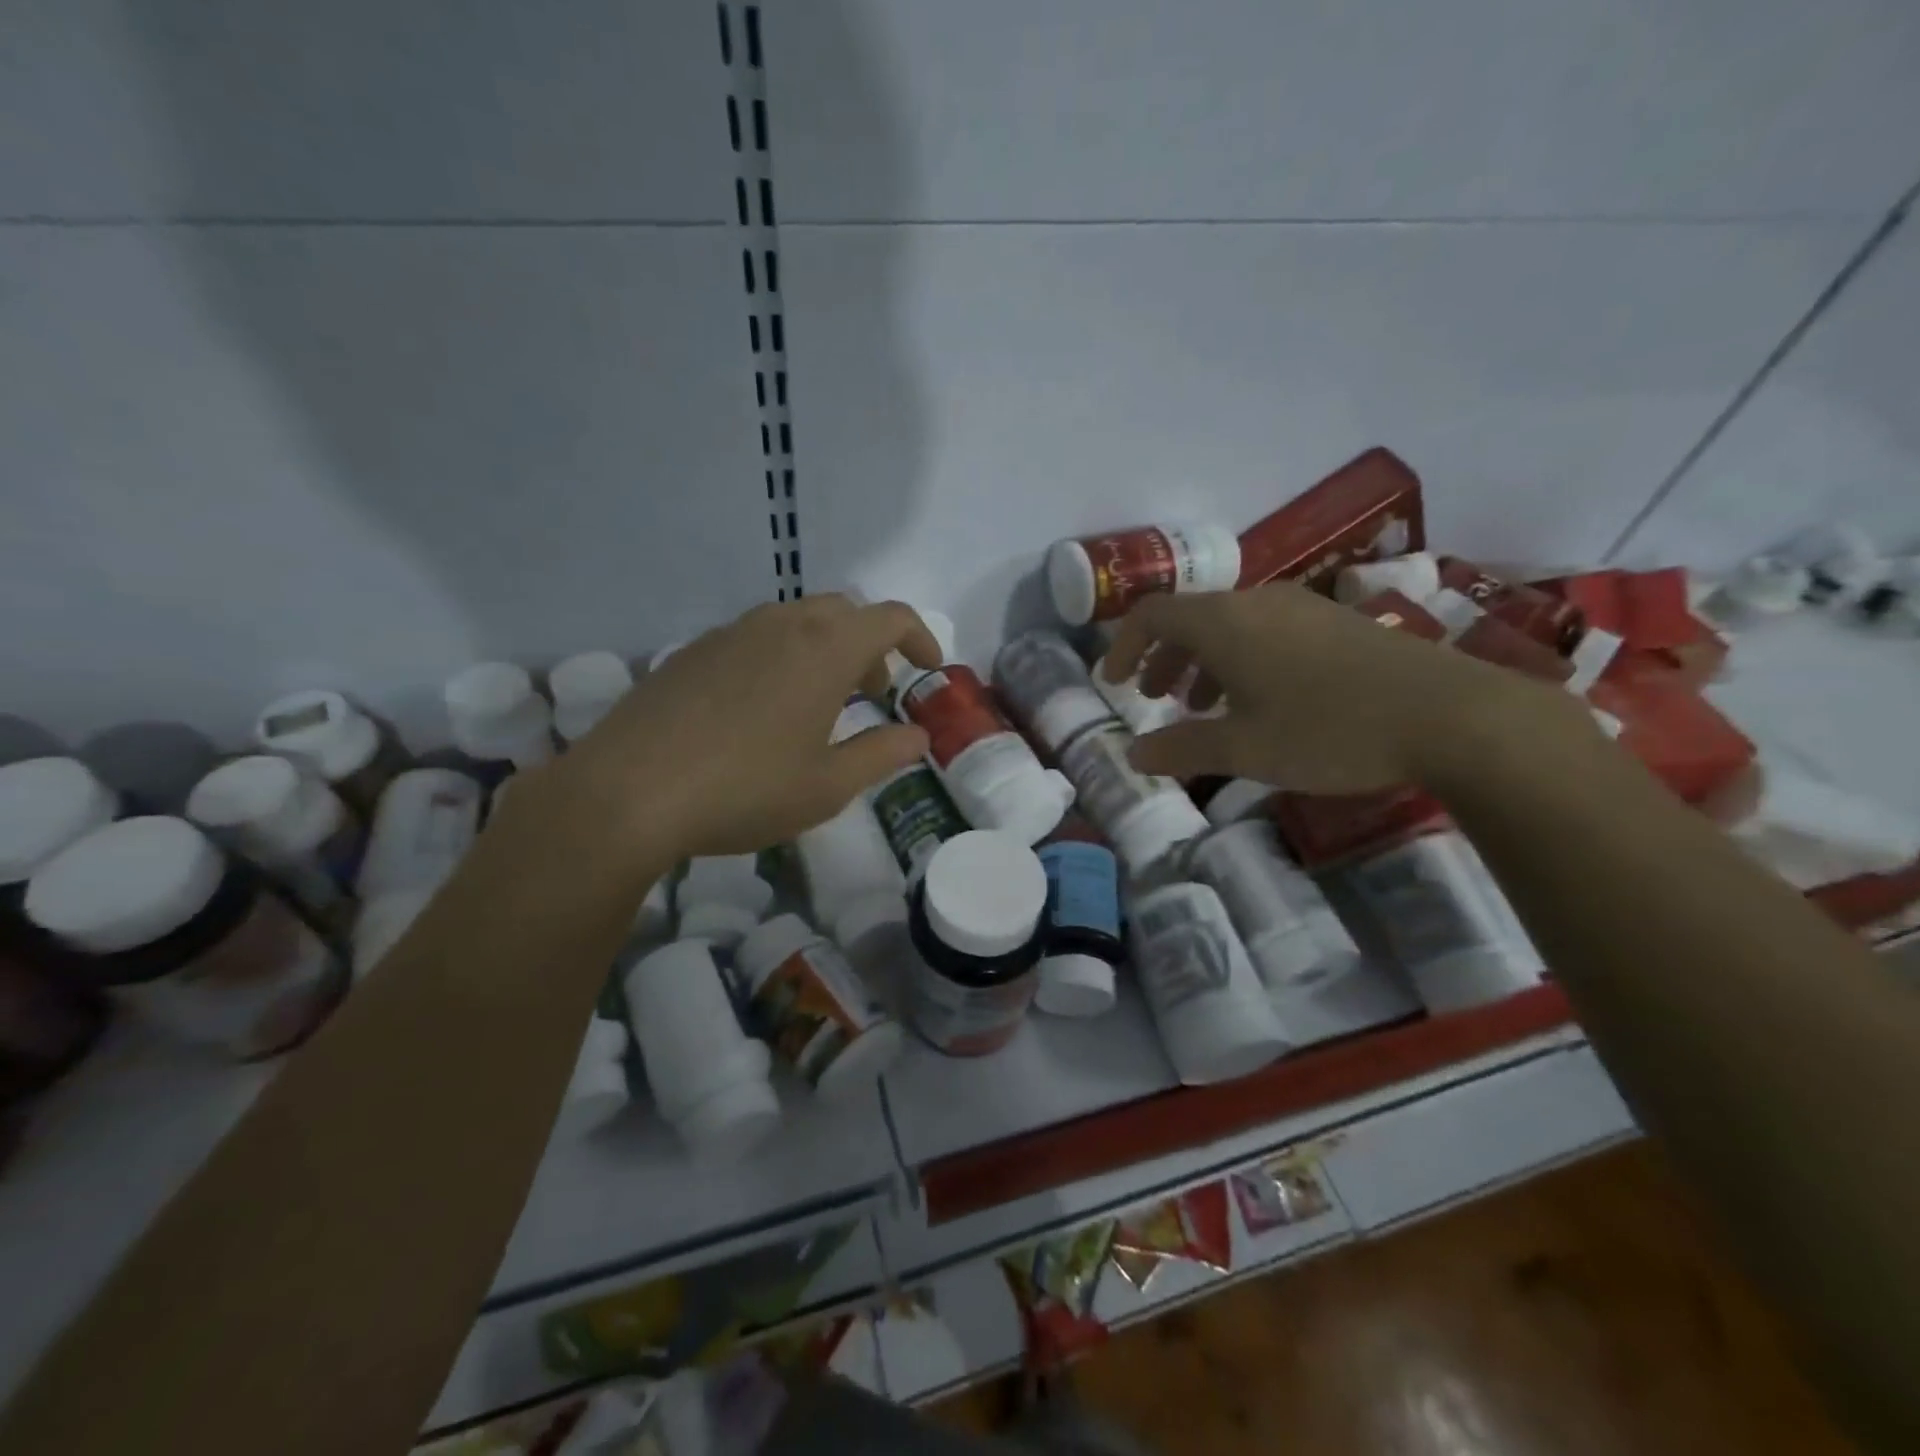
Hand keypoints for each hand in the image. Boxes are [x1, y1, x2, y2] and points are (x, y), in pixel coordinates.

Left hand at [547, 596, 938, 858]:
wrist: (627, 792)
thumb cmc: (745, 790)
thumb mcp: (827, 786)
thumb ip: (881, 755)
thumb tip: (917, 737)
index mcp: (824, 650)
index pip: (890, 617)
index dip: (920, 637)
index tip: (929, 668)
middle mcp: (780, 625)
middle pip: (844, 612)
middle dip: (872, 645)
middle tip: (874, 692)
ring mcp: (731, 633)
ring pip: (797, 621)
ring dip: (826, 649)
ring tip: (821, 703)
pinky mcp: (693, 650)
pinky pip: (756, 637)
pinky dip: (783, 657)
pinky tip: (764, 709)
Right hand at [1100, 582, 1573, 793]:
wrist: (1449, 715)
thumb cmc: (1328, 730)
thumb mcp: (1244, 749)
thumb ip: (1182, 749)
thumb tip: (1134, 755)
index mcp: (1224, 623)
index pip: (1151, 615)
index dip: (1123, 645)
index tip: (1114, 682)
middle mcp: (1257, 601)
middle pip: (1190, 618)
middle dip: (1164, 658)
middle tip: (1155, 698)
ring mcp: (1301, 607)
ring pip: (1230, 625)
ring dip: (1203, 661)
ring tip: (1203, 707)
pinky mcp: (1335, 622)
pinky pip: (1266, 631)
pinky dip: (1241, 660)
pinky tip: (1262, 702)